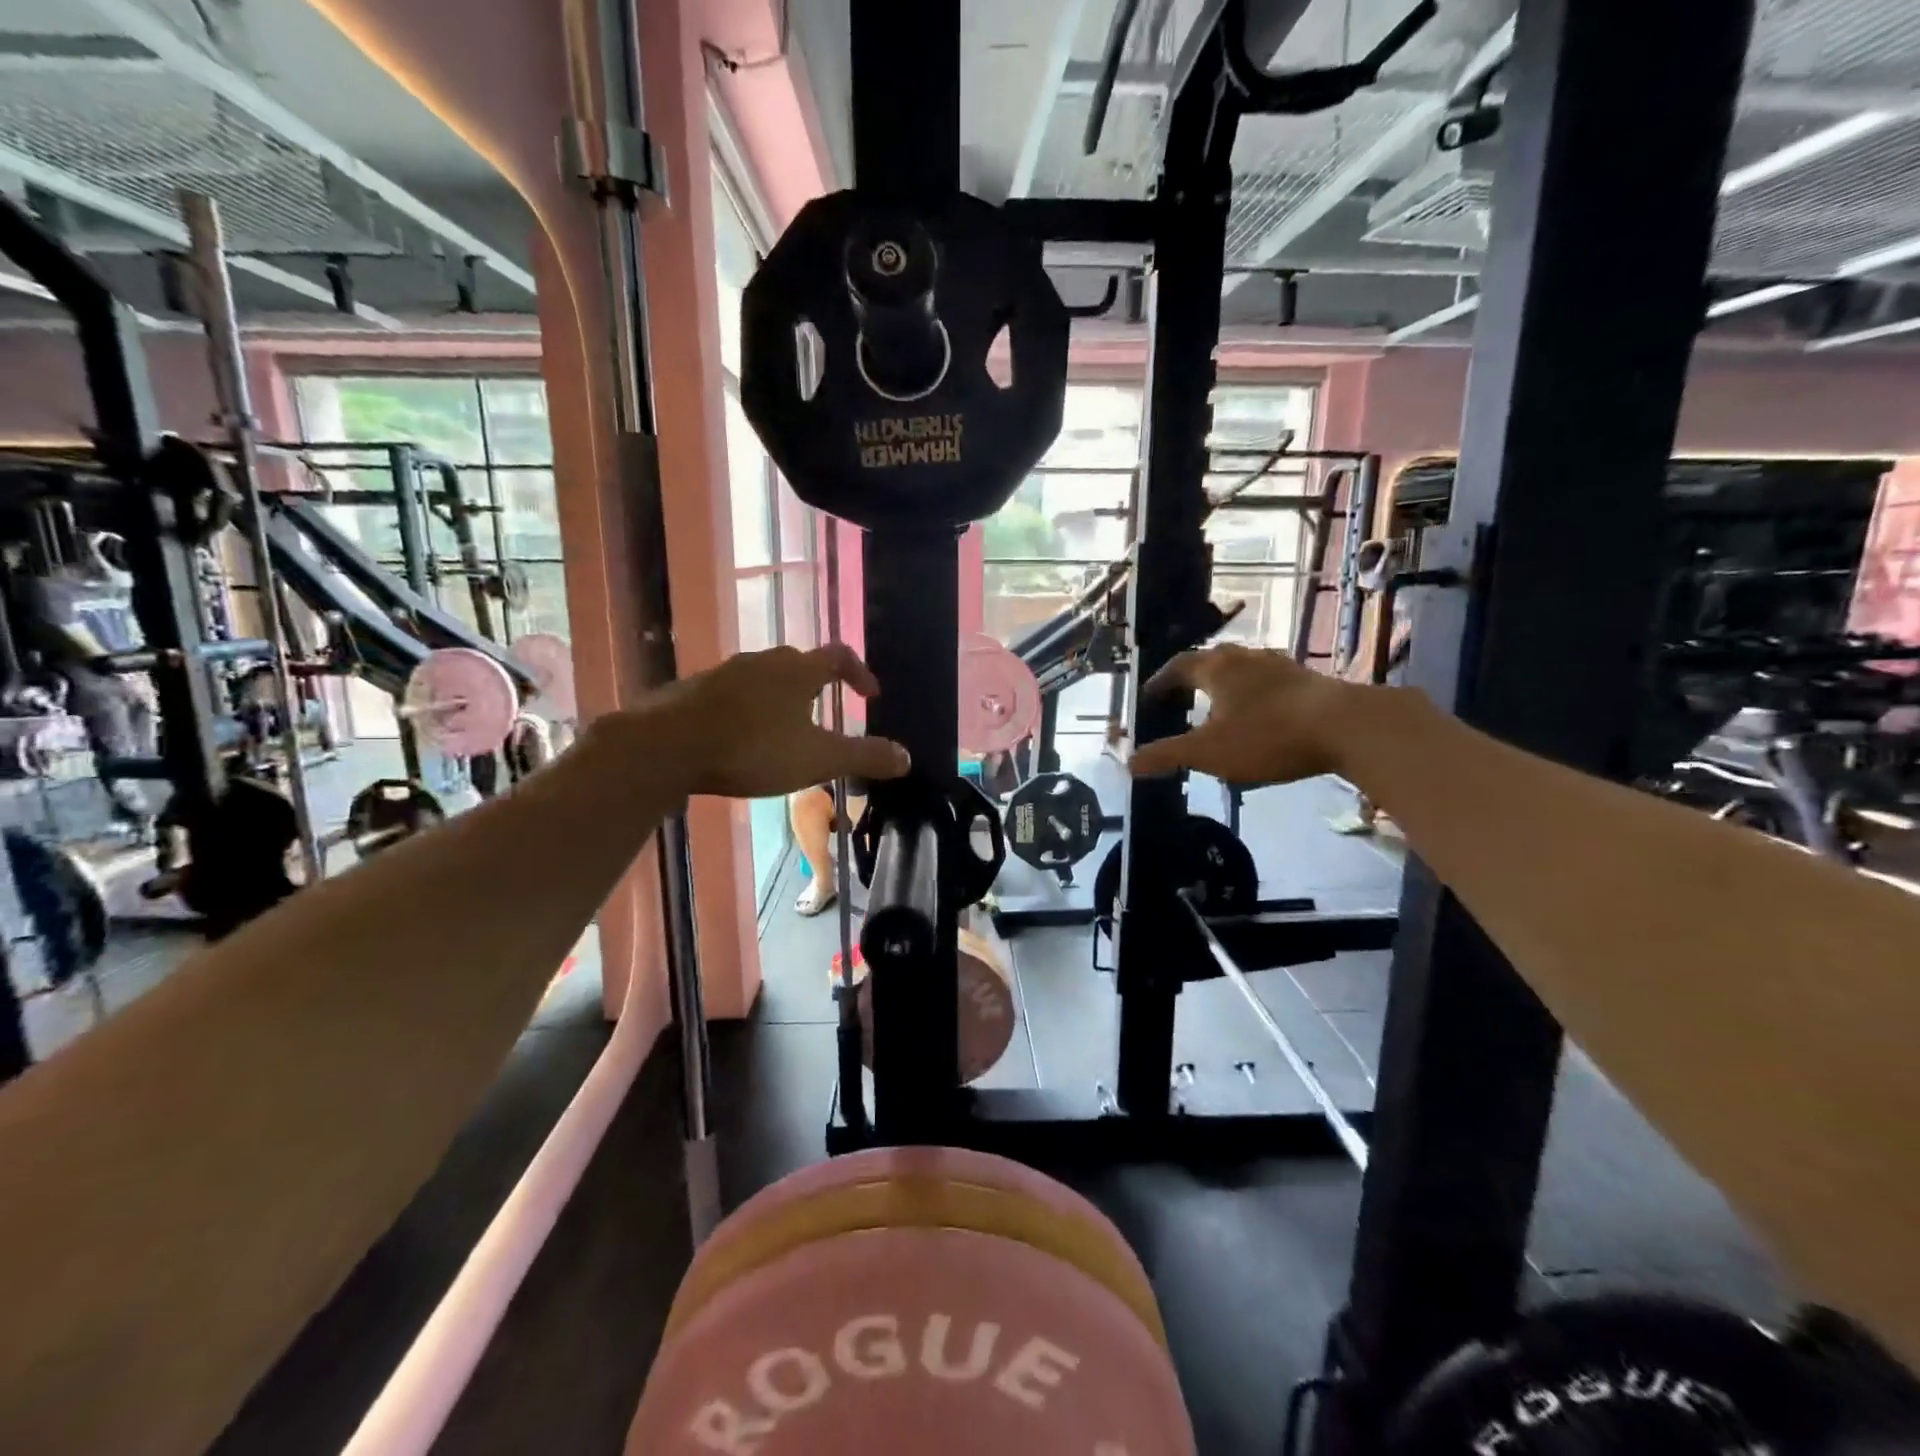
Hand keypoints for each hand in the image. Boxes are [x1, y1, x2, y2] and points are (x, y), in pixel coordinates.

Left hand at [644, 645, 910, 797]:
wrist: (666, 747)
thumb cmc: (753, 748)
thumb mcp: (818, 759)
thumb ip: (864, 757)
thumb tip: (907, 757)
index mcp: (798, 670)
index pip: (840, 656)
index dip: (860, 673)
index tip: (870, 695)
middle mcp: (763, 661)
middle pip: (799, 665)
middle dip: (818, 686)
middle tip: (826, 715)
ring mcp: (724, 673)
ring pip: (763, 679)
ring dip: (780, 699)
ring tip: (784, 732)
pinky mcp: (693, 691)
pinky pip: (732, 695)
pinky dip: (747, 710)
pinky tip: (740, 740)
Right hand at [1128, 644, 1354, 784]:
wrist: (1347, 728)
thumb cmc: (1267, 736)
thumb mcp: (1209, 752)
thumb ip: (1167, 755)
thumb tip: (1129, 761)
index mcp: (1216, 668)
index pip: (1177, 666)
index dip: (1160, 682)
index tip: (1149, 697)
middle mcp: (1245, 658)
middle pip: (1210, 660)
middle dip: (1192, 678)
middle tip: (1180, 698)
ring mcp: (1280, 665)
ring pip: (1243, 668)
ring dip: (1225, 683)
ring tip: (1218, 705)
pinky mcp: (1308, 680)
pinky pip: (1268, 681)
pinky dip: (1254, 693)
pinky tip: (1260, 713)